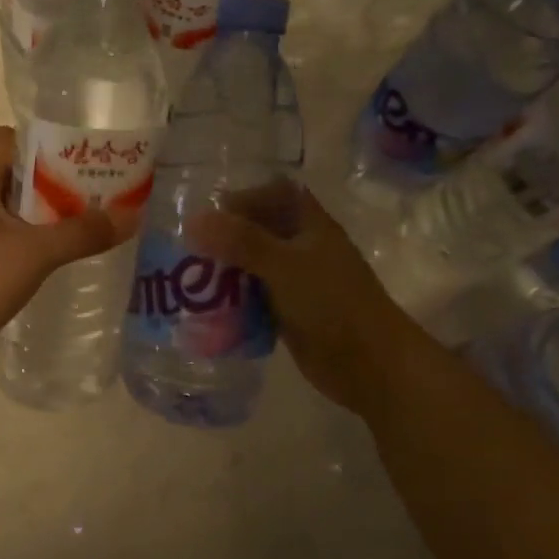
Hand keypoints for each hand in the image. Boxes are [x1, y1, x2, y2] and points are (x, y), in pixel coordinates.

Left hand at [0, 127, 138, 367]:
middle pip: (5, 173)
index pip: (5, 140)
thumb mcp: (35, 255)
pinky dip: (13, 237)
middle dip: (46, 183)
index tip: (75, 162)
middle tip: (84, 198)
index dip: (42, 144)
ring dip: (30, 213)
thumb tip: (130, 215)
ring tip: (67, 228)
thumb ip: (81, 234)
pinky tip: (34, 259)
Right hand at [190, 184, 423, 418]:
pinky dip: (232, 301)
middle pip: (258, 231)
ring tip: (189, 279)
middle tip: (188, 250)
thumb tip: (193, 220)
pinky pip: (253, 298)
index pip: (275, 194)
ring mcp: (296, 283)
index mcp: (311, 226)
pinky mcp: (288, 313)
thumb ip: (241, 241)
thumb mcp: (285, 266)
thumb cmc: (333, 304)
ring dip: (224, 271)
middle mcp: (303, 249)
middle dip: (224, 238)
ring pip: (252, 266)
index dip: (245, 197)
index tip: (208, 213)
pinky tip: (207, 309)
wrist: (370, 364)